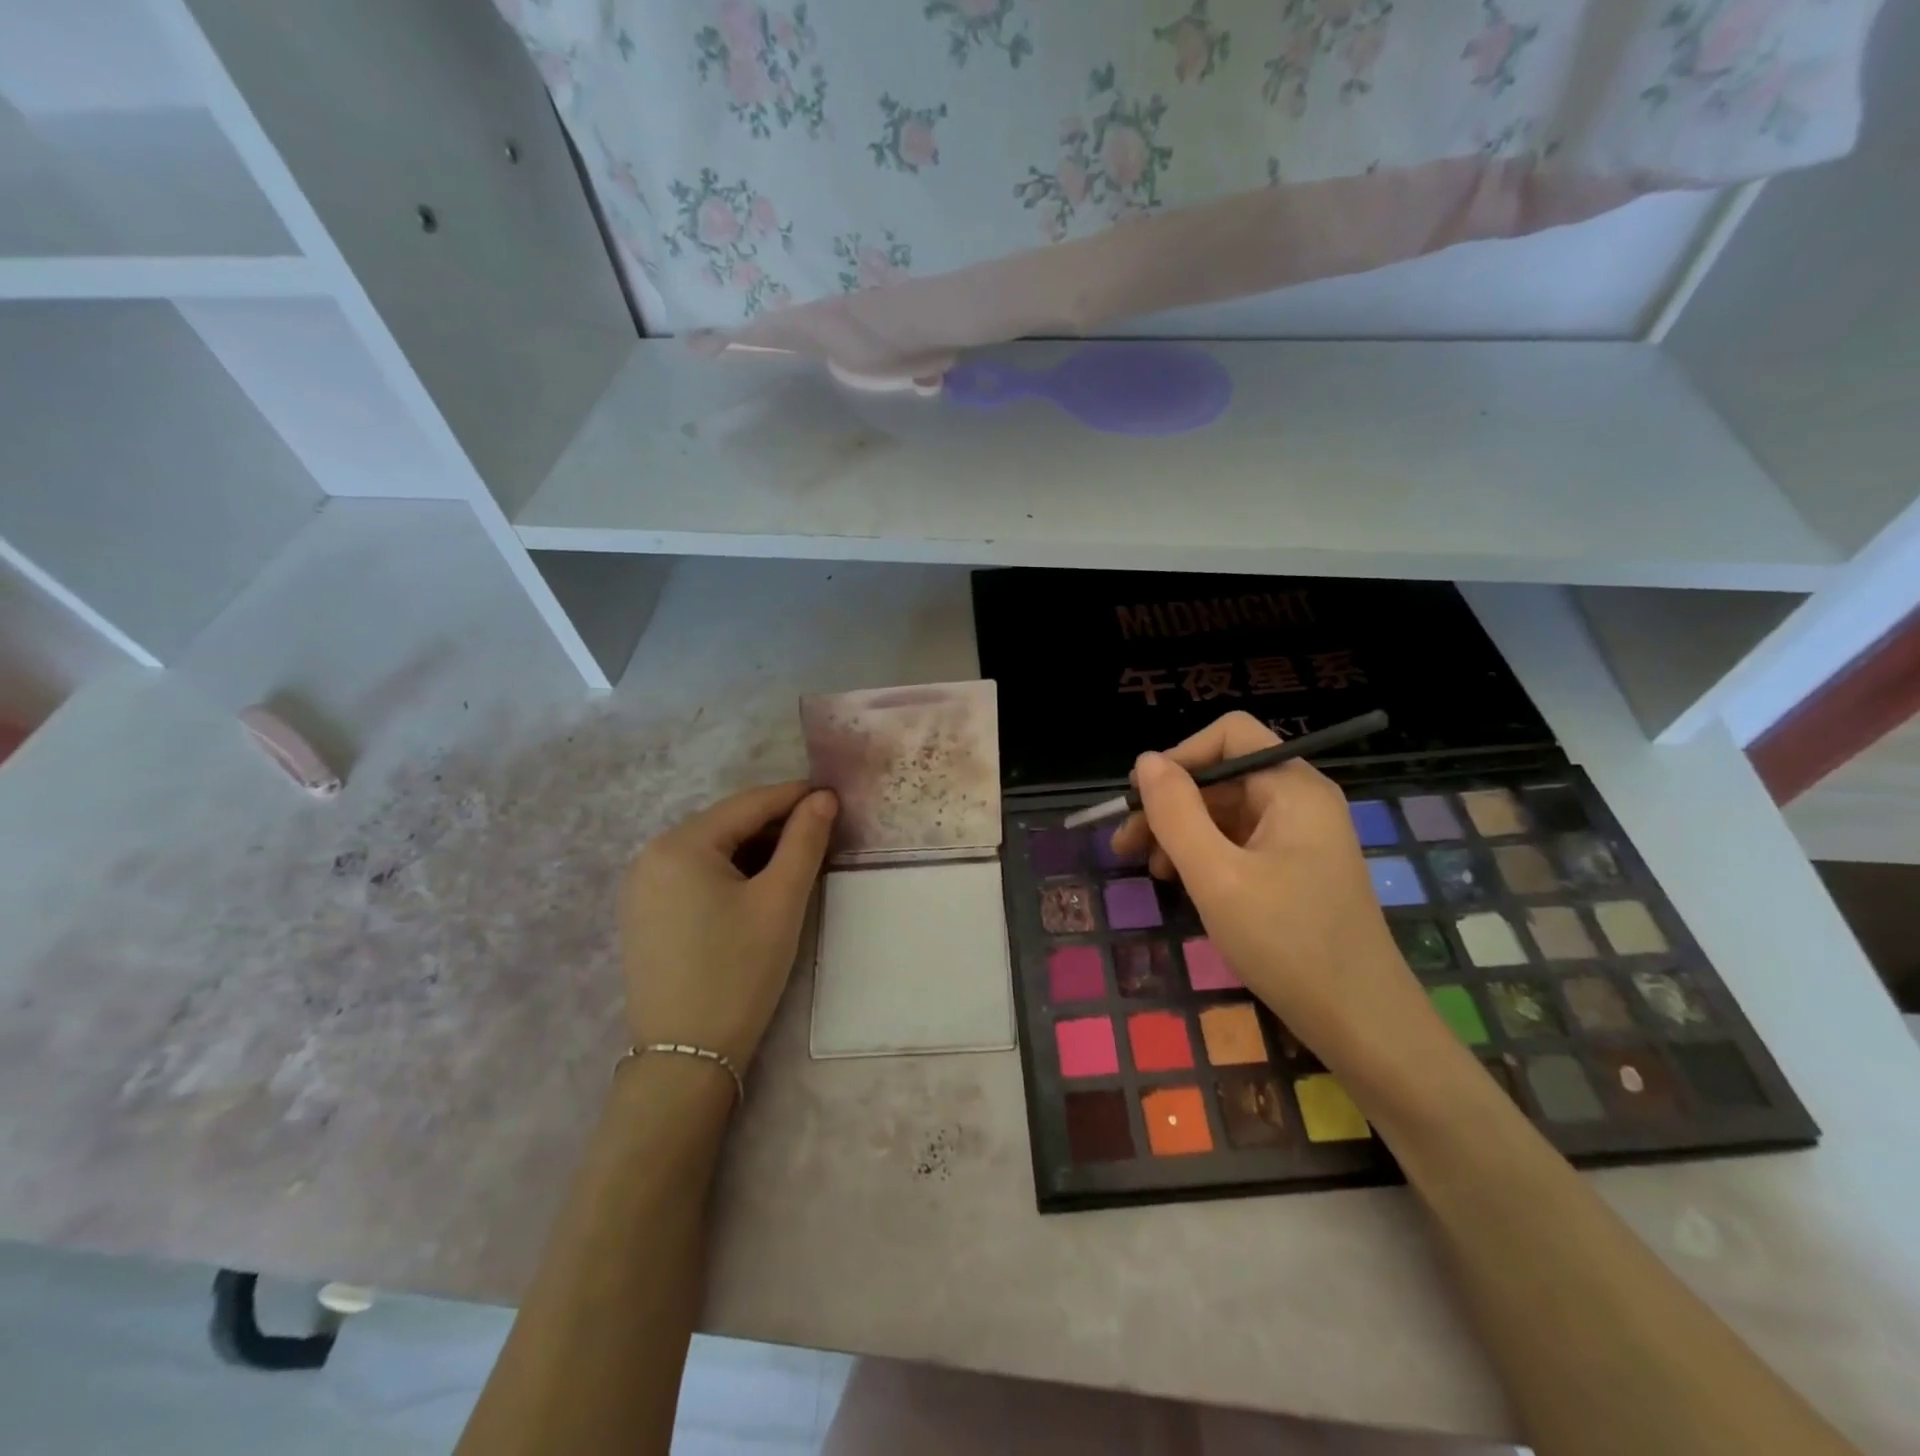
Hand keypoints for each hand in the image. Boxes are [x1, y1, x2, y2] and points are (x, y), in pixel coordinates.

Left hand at [619, 781, 837, 1068]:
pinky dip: (730, 872)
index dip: (794, 797)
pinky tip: (758, 887)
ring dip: (755, 849)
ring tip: (798, 860)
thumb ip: (805, 841)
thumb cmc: (739, 971)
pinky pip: (694, 875)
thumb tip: (823, 798)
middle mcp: (650, 855)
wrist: (686, 1057)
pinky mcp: (644, 914)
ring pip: (711, 850)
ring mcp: (641, 887)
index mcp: (679, 844)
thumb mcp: (780, 900)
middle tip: (823, 833)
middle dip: (775, 825)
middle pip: (726, 825)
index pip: (748, 804)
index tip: (834, 796)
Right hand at [1107, 712, 1428, 1070]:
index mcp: (1292, 787)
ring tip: (1150, 871)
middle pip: (1223, 775)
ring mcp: (1301, 836)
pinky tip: (1182, 883)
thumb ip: (1176, 812)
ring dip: (1181, 832)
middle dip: (1171, 804)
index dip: (1180, 757)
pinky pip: (1240, 842)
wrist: (1362, 1023)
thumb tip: (1146, 761)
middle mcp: (1300, 800)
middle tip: (1126, 844)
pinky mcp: (1297, 868)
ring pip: (1226, 812)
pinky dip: (1205, 855)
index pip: (1230, 735)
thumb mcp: (1216, 875)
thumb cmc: (1287, 942)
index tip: (1142, 800)